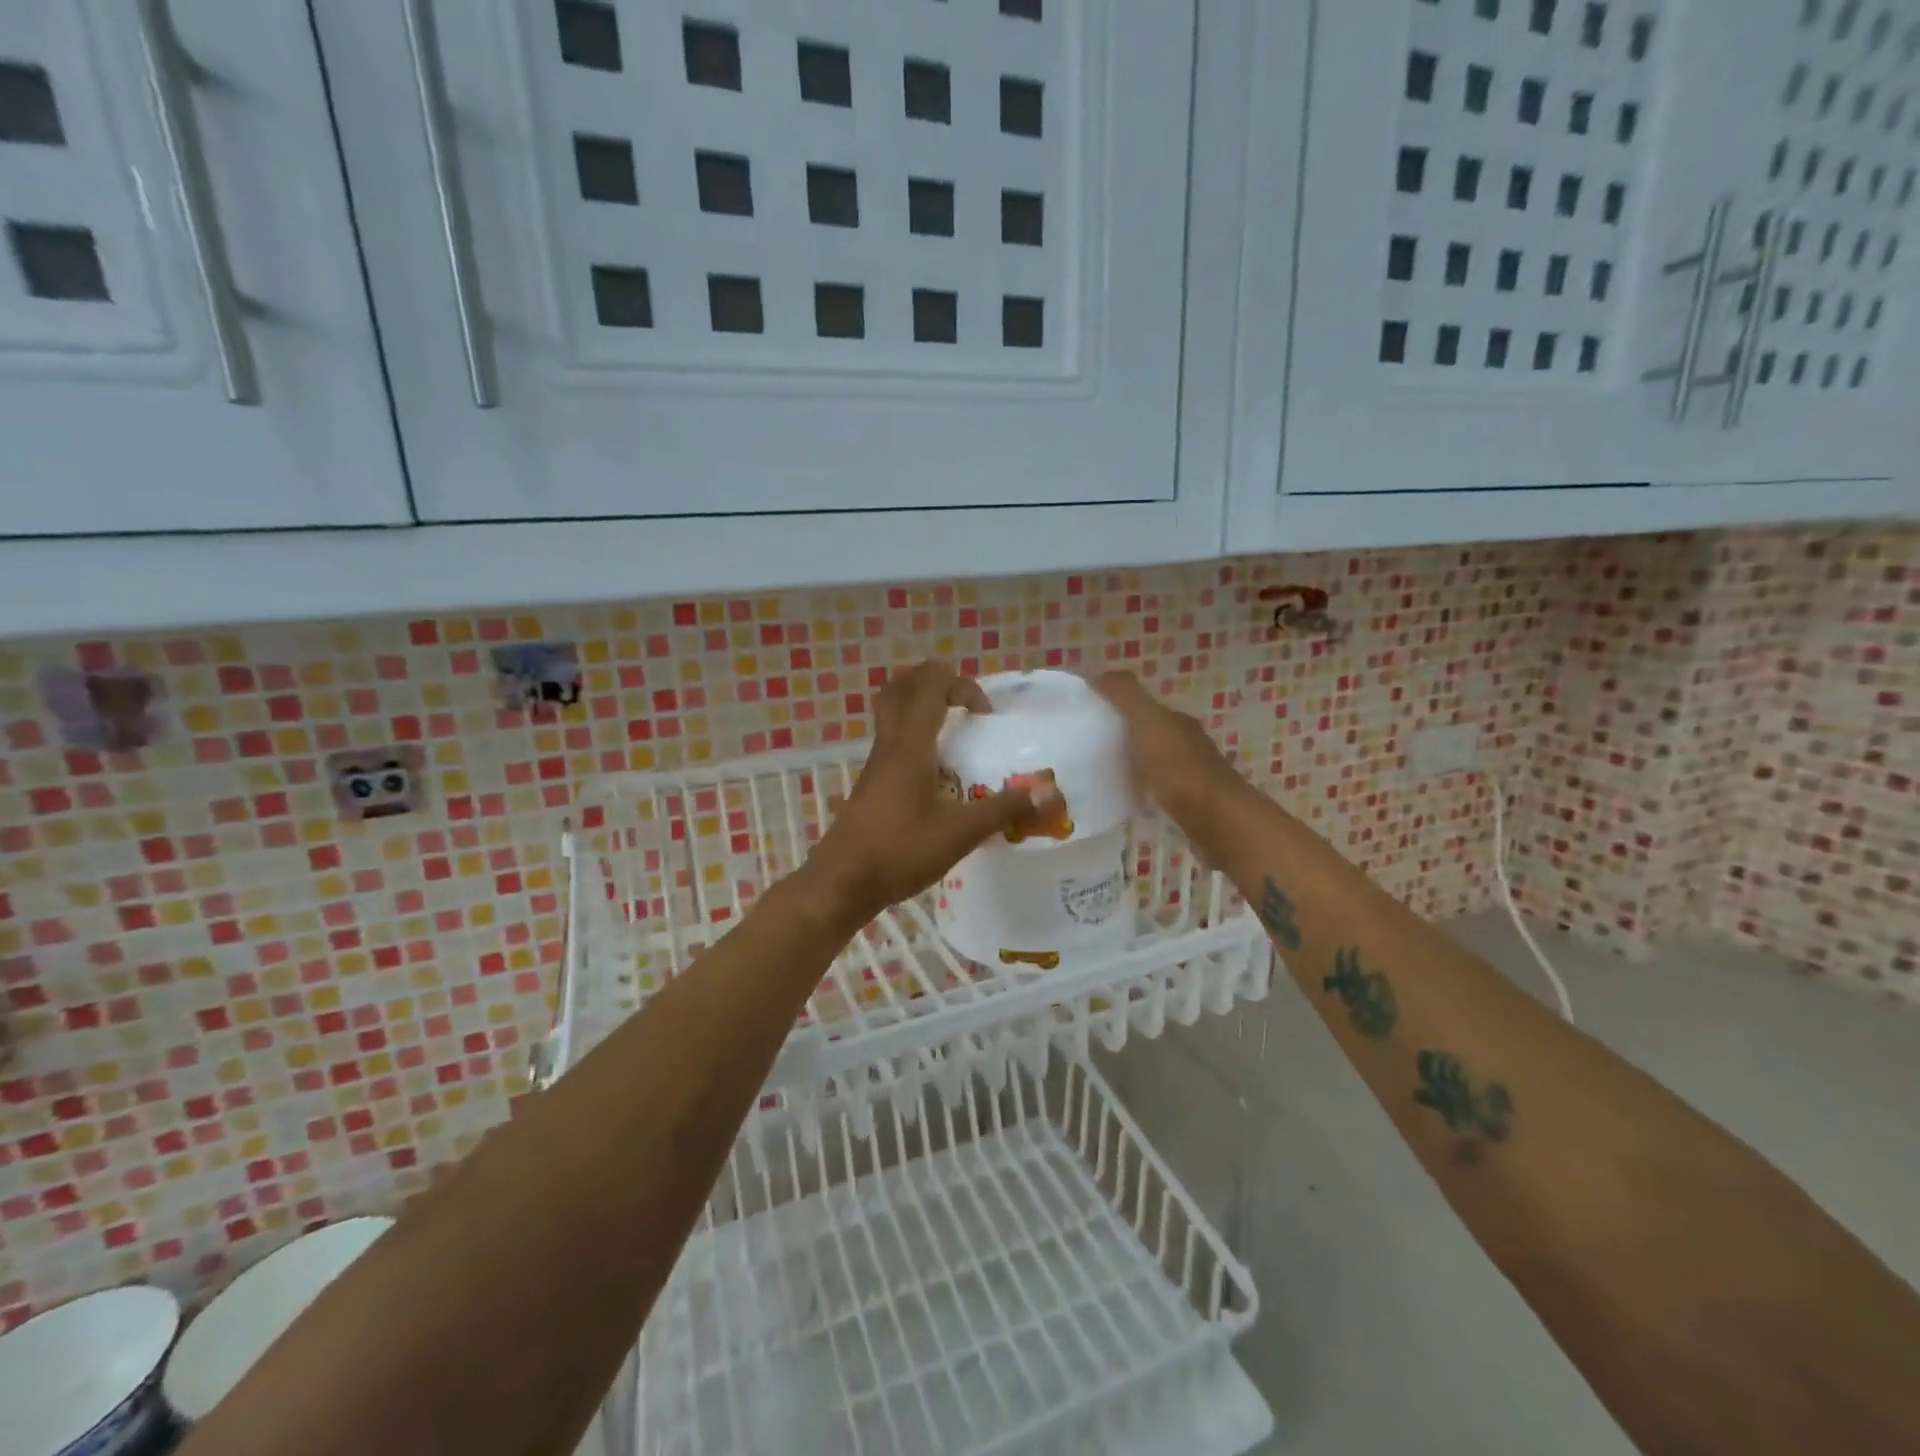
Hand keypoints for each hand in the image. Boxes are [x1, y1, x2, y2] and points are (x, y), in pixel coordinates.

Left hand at [802, 662, 1051, 928]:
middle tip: (964, 707)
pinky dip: (915, 739)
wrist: (842, 882)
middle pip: (901, 687)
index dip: (962, 685)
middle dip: (935, 684)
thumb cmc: (900, 850)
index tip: (985, 717)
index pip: (931, 684)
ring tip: (955, 736)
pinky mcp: (873, 783)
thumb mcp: (960, 833)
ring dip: (923, 710)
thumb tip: (1048, 793)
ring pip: (893, 713)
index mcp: (910, 743)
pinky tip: (938, 775)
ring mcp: (876, 763)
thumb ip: (1003, 810)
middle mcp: (889, 743)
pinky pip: (893, 741)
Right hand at [1093, 671, 1240, 817]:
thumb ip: (1125, 695)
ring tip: (1102, 776)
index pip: (1145, 707)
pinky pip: (1159, 790)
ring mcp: (1192, 775)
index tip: (1089, 719)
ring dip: (1133, 765)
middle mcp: (1188, 743)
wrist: (1214, 817)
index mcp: (1177, 721)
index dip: (1119, 708)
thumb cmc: (1177, 767)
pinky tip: (1128, 800)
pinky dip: (1143, 790)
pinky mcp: (1191, 804)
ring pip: (1155, 763)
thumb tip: (1100, 673)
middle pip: (1150, 734)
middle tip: (1089, 749)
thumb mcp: (1147, 721)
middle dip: (1124, 738)